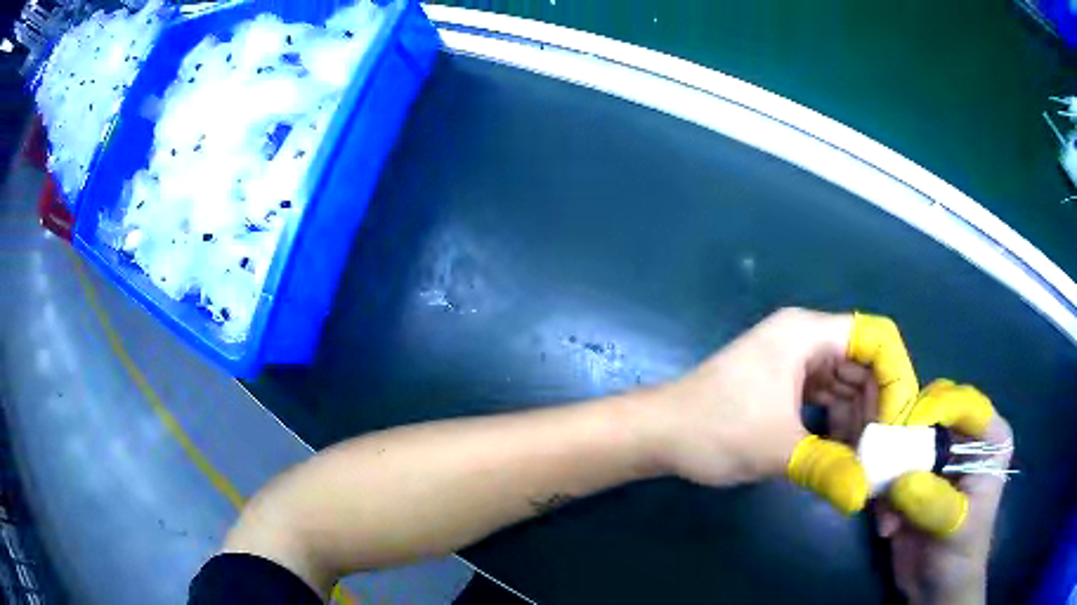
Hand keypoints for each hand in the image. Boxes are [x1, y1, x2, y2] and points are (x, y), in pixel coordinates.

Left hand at [645, 308, 874, 509]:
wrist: (657, 434)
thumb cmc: (716, 428)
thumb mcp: (779, 449)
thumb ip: (828, 468)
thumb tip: (863, 496)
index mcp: (807, 334)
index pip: (876, 337)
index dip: (896, 376)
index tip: (898, 423)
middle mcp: (805, 339)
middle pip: (864, 362)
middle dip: (877, 406)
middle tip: (882, 451)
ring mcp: (793, 362)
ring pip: (846, 384)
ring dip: (858, 419)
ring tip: (861, 459)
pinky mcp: (783, 386)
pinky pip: (825, 399)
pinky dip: (837, 423)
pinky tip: (840, 453)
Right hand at [877, 386, 1011, 604]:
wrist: (935, 589)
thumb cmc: (960, 552)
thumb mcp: (955, 526)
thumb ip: (935, 500)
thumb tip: (901, 481)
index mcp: (988, 438)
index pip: (964, 402)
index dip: (936, 406)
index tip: (906, 426)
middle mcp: (963, 439)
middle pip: (931, 409)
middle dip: (906, 433)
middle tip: (886, 456)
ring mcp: (936, 459)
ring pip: (905, 437)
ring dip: (890, 470)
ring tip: (887, 511)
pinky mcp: (912, 479)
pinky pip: (889, 470)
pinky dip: (882, 496)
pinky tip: (888, 526)